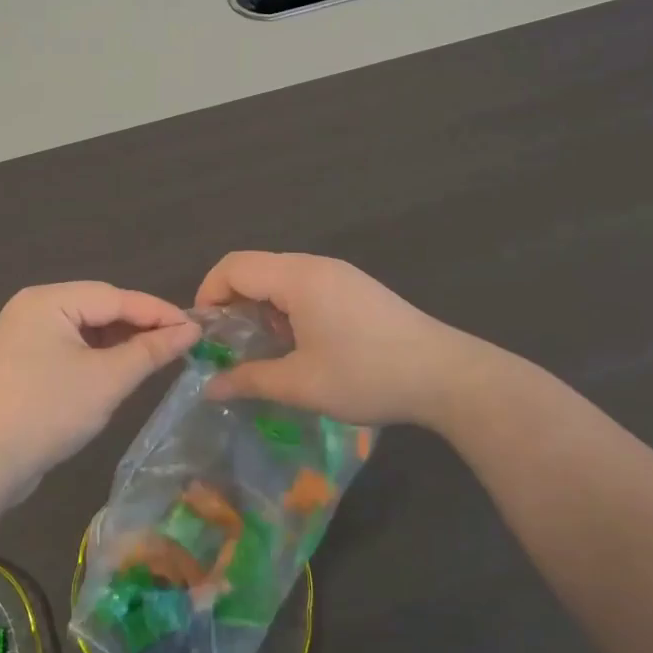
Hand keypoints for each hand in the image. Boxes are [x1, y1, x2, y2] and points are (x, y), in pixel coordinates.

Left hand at [0, 282, 200, 490]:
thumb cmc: (49, 411)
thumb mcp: (108, 380)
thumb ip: (150, 351)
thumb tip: (191, 330)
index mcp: (47, 300)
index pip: (114, 296)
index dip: (157, 311)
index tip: (197, 326)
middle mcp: (34, 307)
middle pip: (99, 308)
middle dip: (140, 325)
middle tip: (182, 342)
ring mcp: (26, 334)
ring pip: (87, 328)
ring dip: (121, 342)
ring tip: (159, 356)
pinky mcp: (26, 360)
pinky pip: (72, 346)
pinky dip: (100, 356)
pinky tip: (124, 369)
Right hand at [194, 251, 493, 429]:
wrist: (448, 376)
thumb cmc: (367, 375)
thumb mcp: (301, 384)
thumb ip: (250, 380)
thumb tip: (209, 387)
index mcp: (297, 278)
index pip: (234, 266)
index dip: (208, 293)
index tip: (205, 333)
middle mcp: (316, 265)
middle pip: (256, 268)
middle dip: (233, 303)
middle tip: (229, 346)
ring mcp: (340, 274)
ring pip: (281, 278)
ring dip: (262, 307)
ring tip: (264, 349)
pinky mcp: (357, 288)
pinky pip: (306, 286)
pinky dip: (287, 308)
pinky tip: (301, 345)